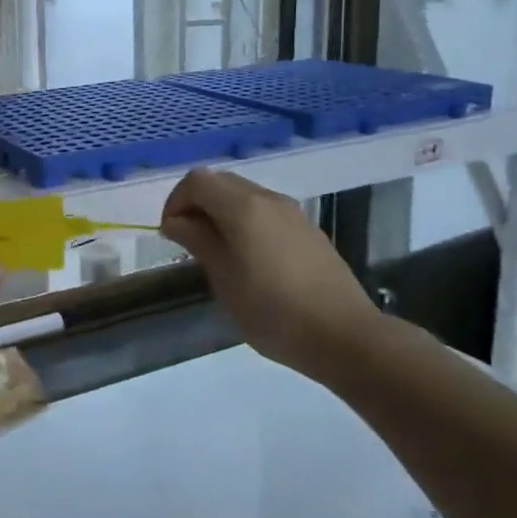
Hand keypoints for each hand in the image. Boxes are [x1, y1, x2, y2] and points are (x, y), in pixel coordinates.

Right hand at [160, 168, 383, 369]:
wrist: (345, 336)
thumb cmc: (273, 311)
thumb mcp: (224, 278)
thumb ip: (198, 241)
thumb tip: (177, 221)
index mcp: (243, 206)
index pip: (197, 181)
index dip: (176, 201)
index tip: (171, 235)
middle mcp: (268, 199)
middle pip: (221, 182)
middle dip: (197, 204)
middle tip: (189, 241)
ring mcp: (292, 212)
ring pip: (244, 195)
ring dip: (222, 213)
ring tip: (217, 253)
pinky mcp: (308, 230)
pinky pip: (265, 212)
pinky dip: (246, 222)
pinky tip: (250, 260)